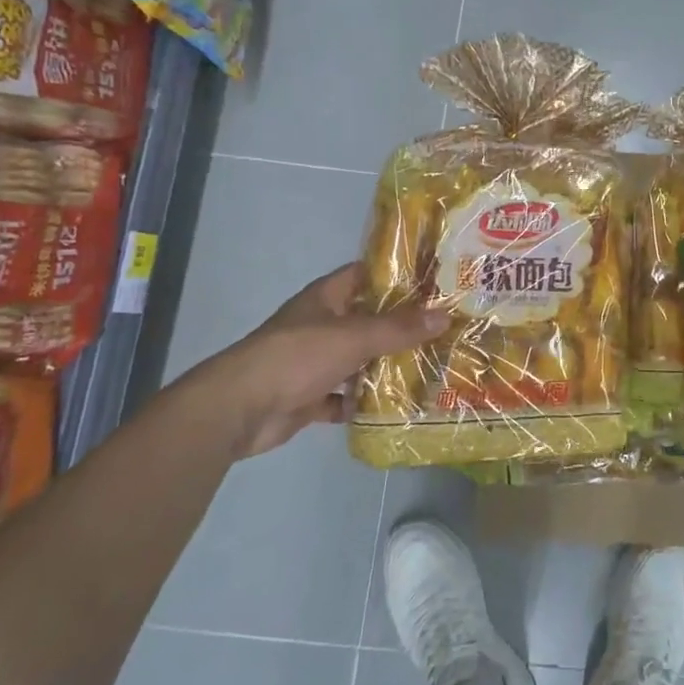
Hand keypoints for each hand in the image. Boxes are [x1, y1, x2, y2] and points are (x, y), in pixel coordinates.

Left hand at [192, 262, 448, 456]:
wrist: (238, 410)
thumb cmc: (296, 357)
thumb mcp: (354, 336)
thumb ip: (399, 328)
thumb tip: (444, 316)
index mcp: (325, 298)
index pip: (365, 274)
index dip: (397, 274)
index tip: (434, 280)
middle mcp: (320, 325)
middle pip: (367, 319)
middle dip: (401, 325)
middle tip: (443, 328)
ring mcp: (313, 361)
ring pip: (358, 358)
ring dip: (385, 365)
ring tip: (429, 366)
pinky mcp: (308, 396)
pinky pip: (344, 396)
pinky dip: (363, 402)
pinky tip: (394, 406)